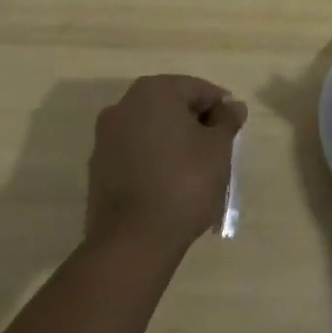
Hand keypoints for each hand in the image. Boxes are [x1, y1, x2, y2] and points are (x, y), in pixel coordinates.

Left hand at [85, 75, 245, 258]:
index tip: (233, 131)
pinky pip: (135, 154)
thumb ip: (227, 120)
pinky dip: (154, 161)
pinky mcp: (98, 169)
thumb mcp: (218, 148)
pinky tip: (170, 186)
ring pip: (152, 131)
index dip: (220, 108)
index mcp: (154, 91)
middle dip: (196, 125)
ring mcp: (106, 138)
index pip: (198, 89)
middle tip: (217, 151)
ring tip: (195, 172)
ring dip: (174, 143)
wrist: (132, 243)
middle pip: (172, 106)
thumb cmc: (183, 183)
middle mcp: (124, 106)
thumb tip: (233, 106)